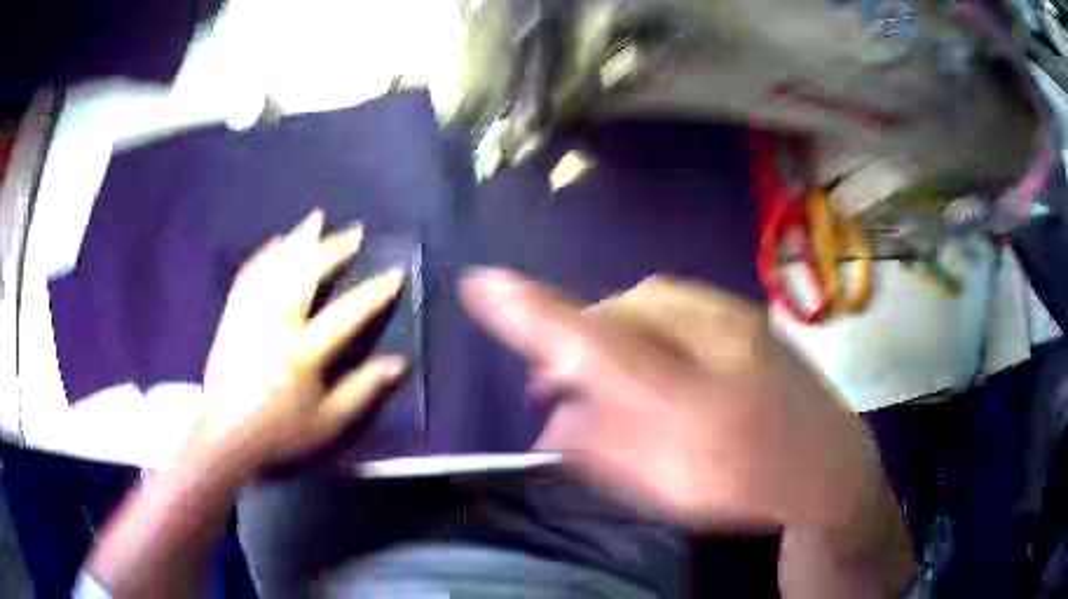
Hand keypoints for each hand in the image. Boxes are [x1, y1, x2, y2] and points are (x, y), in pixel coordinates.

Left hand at [189, 210, 406, 475]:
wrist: (226, 436)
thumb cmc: (280, 432)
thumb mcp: (329, 422)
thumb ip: (364, 390)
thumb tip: (399, 363)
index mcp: (302, 353)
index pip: (346, 315)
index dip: (373, 294)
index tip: (394, 274)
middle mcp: (275, 324)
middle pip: (305, 274)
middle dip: (332, 248)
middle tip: (354, 231)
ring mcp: (249, 315)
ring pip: (276, 266)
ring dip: (298, 240)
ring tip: (316, 219)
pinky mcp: (232, 315)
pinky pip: (249, 274)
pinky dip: (265, 254)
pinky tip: (276, 243)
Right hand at [460, 269, 867, 529]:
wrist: (827, 464)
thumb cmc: (749, 485)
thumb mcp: (669, 489)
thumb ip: (603, 450)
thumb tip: (553, 420)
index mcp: (692, 398)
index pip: (595, 342)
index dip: (533, 313)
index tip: (481, 283)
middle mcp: (711, 339)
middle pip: (615, 315)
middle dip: (573, 341)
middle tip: (554, 383)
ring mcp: (732, 316)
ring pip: (643, 304)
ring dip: (608, 333)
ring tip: (598, 372)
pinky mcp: (742, 311)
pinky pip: (672, 304)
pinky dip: (642, 324)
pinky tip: (647, 357)